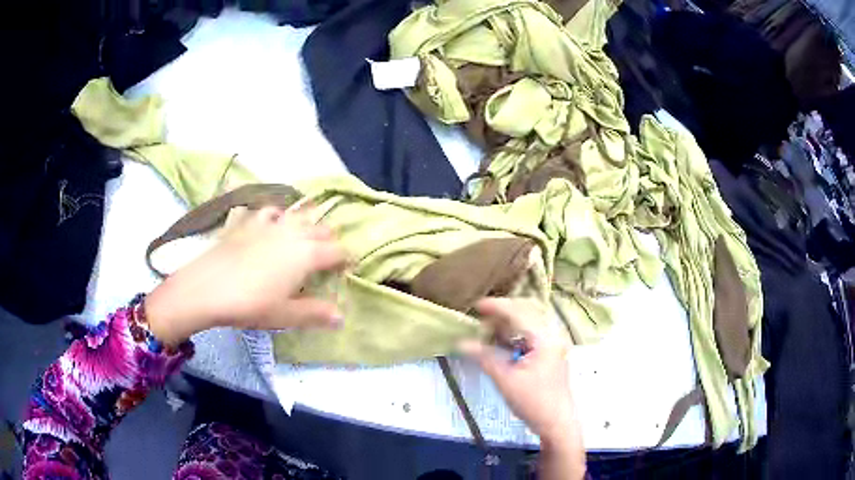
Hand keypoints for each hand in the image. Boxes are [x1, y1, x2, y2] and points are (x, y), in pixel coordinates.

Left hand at [145, 206, 346, 344]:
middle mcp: (291, 232)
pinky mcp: (246, 221)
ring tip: (304, 234)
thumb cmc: (250, 304)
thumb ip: (315, 314)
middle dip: (329, 240)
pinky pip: (267, 210)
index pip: (337, 251)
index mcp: (306, 254)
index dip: (346, 259)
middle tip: (328, 255)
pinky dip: (275, 214)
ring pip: (296, 214)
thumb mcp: (285, 315)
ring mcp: (267, 223)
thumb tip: (341, 317)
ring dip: (306, 223)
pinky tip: (271, 221)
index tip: (348, 268)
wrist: (206, 288)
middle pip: (320, 228)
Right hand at [460, 298, 584, 478]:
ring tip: (488, 327)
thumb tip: (461, 342)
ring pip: (530, 322)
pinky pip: (532, 333)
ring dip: (510, 322)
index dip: (497, 306)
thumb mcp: (505, 379)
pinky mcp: (551, 352)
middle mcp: (553, 335)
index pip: (519, 312)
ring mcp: (554, 343)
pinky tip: (502, 340)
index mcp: (545, 338)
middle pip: (527, 311)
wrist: (556, 422)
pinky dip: (516, 333)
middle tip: (481, 316)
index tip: (476, 305)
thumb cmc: (533, 401)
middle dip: (503, 311)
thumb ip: (484, 357)